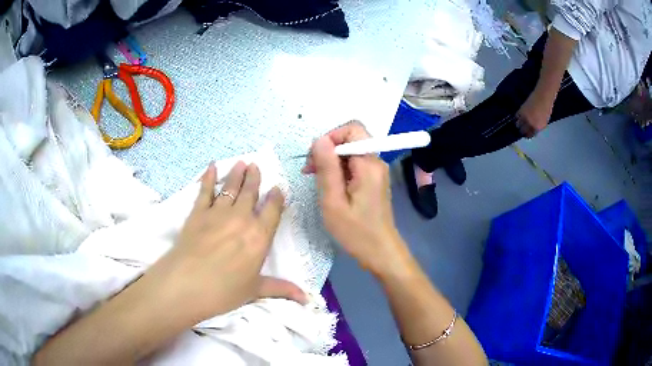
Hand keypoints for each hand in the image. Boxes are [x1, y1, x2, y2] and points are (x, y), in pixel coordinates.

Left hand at [143, 162, 305, 322]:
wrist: (187, 284)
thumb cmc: (225, 291)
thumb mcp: (255, 290)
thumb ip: (281, 289)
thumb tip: (307, 298)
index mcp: (259, 237)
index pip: (272, 210)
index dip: (276, 197)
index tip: (277, 188)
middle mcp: (241, 219)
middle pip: (251, 193)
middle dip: (255, 178)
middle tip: (256, 165)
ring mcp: (218, 213)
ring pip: (231, 188)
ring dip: (236, 174)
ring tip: (241, 162)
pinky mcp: (198, 212)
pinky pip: (205, 190)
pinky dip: (208, 177)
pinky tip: (211, 167)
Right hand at [303, 121, 414, 277]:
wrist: (380, 252)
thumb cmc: (356, 232)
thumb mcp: (334, 201)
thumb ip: (327, 168)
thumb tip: (318, 139)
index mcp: (369, 164)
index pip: (353, 129)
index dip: (331, 137)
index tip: (315, 158)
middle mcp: (376, 162)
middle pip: (351, 139)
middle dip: (328, 150)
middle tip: (310, 171)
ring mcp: (376, 171)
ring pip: (350, 152)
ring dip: (331, 161)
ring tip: (316, 180)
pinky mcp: (373, 180)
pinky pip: (354, 165)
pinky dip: (339, 170)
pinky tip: (329, 186)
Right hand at [516, 91, 553, 137]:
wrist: (543, 97)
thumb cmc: (546, 109)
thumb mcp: (544, 122)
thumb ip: (538, 127)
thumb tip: (533, 130)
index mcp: (537, 128)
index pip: (530, 135)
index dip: (527, 135)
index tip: (526, 134)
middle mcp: (530, 124)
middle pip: (523, 131)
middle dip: (522, 131)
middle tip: (522, 129)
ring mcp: (525, 117)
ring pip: (518, 124)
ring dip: (518, 125)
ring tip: (519, 124)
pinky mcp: (521, 110)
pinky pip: (517, 117)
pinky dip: (517, 118)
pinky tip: (518, 117)